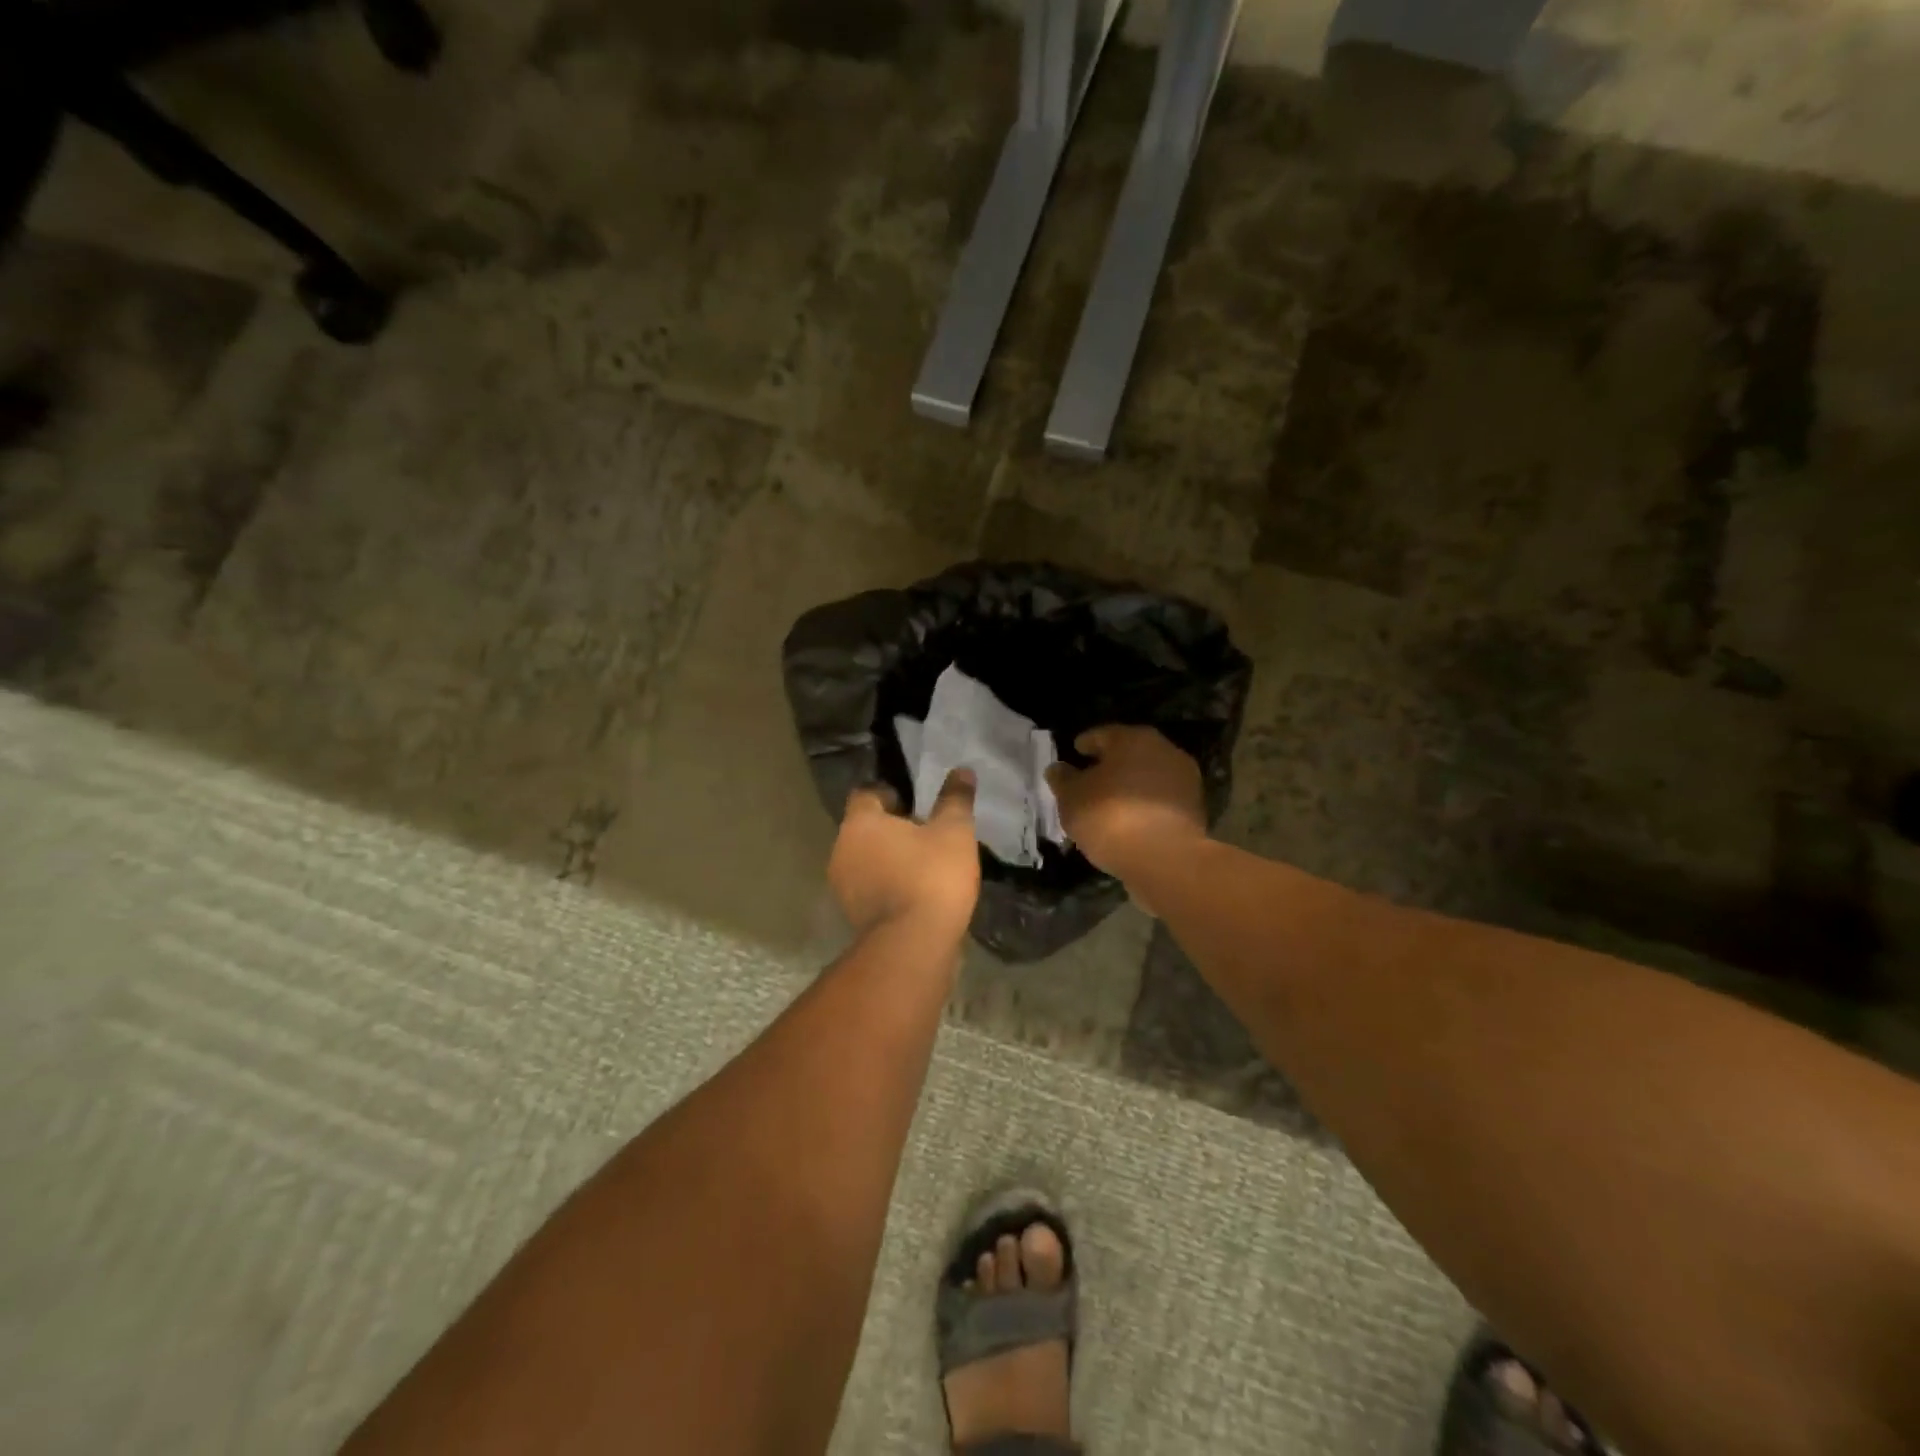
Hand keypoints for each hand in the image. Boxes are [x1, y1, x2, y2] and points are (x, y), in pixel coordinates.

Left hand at [829, 771, 980, 939]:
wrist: (913, 945)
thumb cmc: (931, 876)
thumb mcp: (953, 832)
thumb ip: (955, 799)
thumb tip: (961, 770)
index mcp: (860, 823)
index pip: (866, 794)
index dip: (889, 793)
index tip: (914, 802)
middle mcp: (842, 850)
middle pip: (864, 828)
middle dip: (891, 828)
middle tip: (925, 832)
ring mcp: (843, 886)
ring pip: (866, 860)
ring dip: (888, 859)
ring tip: (924, 864)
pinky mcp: (853, 916)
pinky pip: (870, 888)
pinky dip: (888, 885)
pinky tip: (916, 892)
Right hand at [1046, 726, 1205, 880]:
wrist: (1165, 859)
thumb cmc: (1110, 817)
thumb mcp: (1072, 799)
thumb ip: (1063, 780)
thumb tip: (1058, 768)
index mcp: (1132, 739)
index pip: (1102, 734)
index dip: (1085, 745)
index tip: (1074, 753)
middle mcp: (1164, 750)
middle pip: (1129, 754)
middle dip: (1109, 765)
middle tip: (1089, 780)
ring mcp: (1184, 780)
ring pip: (1147, 777)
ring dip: (1129, 787)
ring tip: (1108, 805)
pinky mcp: (1194, 809)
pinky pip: (1159, 801)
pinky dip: (1144, 806)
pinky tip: (1129, 822)